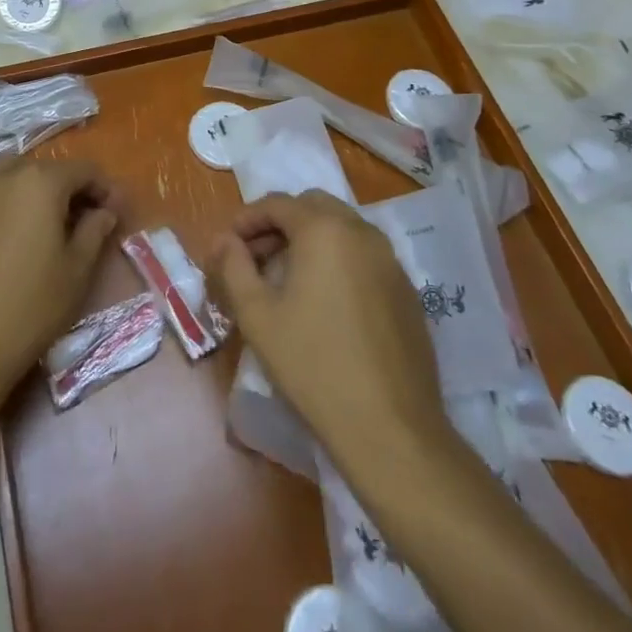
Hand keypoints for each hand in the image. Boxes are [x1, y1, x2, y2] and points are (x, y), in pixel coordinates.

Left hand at [0, 160, 120, 416]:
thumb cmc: (28, 309)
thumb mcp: (76, 272)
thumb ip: (95, 231)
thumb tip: (104, 210)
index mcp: (42, 182)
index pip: (84, 170)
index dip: (104, 188)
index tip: (115, 212)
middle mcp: (4, 173)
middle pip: (46, 168)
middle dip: (69, 188)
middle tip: (84, 220)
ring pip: (10, 170)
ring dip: (31, 186)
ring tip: (40, 218)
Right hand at [208, 191, 454, 474]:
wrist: (390, 428)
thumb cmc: (312, 365)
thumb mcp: (257, 315)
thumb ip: (234, 267)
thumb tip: (224, 241)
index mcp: (324, 230)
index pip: (277, 203)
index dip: (246, 219)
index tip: (228, 245)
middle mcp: (362, 232)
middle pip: (313, 207)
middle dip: (280, 223)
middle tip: (256, 258)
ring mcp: (391, 261)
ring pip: (342, 230)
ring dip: (310, 240)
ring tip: (286, 279)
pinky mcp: (407, 291)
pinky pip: (364, 256)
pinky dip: (338, 261)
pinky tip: (325, 303)